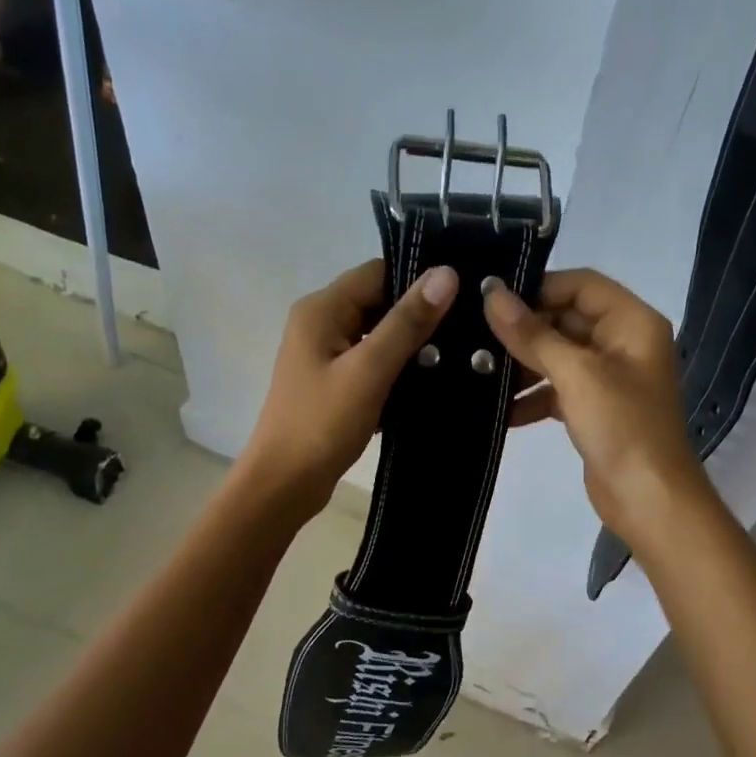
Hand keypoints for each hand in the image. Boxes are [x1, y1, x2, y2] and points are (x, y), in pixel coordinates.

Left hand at [240, 258, 457, 514]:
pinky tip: (433, 381)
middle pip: (380, 301)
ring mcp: (326, 355)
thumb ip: (406, 323)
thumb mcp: (368, 370)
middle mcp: (321, 323)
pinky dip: (399, 369)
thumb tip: (446, 274)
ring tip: (462, 353)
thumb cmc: (321, 424)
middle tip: (471, 327)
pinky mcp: (335, 383)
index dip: (419, 279)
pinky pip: (374, 362)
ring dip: (413, 344)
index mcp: (322, 309)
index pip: (378, 272)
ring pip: (380, 334)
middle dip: (421, 314)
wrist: (284, 484)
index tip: (465, 293)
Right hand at [482, 269, 712, 544]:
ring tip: (479, 374)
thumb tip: (492, 294)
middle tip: (473, 337)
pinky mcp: (594, 410)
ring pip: (557, 356)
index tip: (492, 299)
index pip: (580, 285)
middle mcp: (623, 343)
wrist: (649, 500)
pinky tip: (500, 411)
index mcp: (632, 322)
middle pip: (566, 320)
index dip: (538, 287)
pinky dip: (532, 397)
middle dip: (524, 330)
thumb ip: (533, 335)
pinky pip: (556, 390)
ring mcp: (608, 378)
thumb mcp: (576, 374)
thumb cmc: (622, 427)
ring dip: (523, 365)